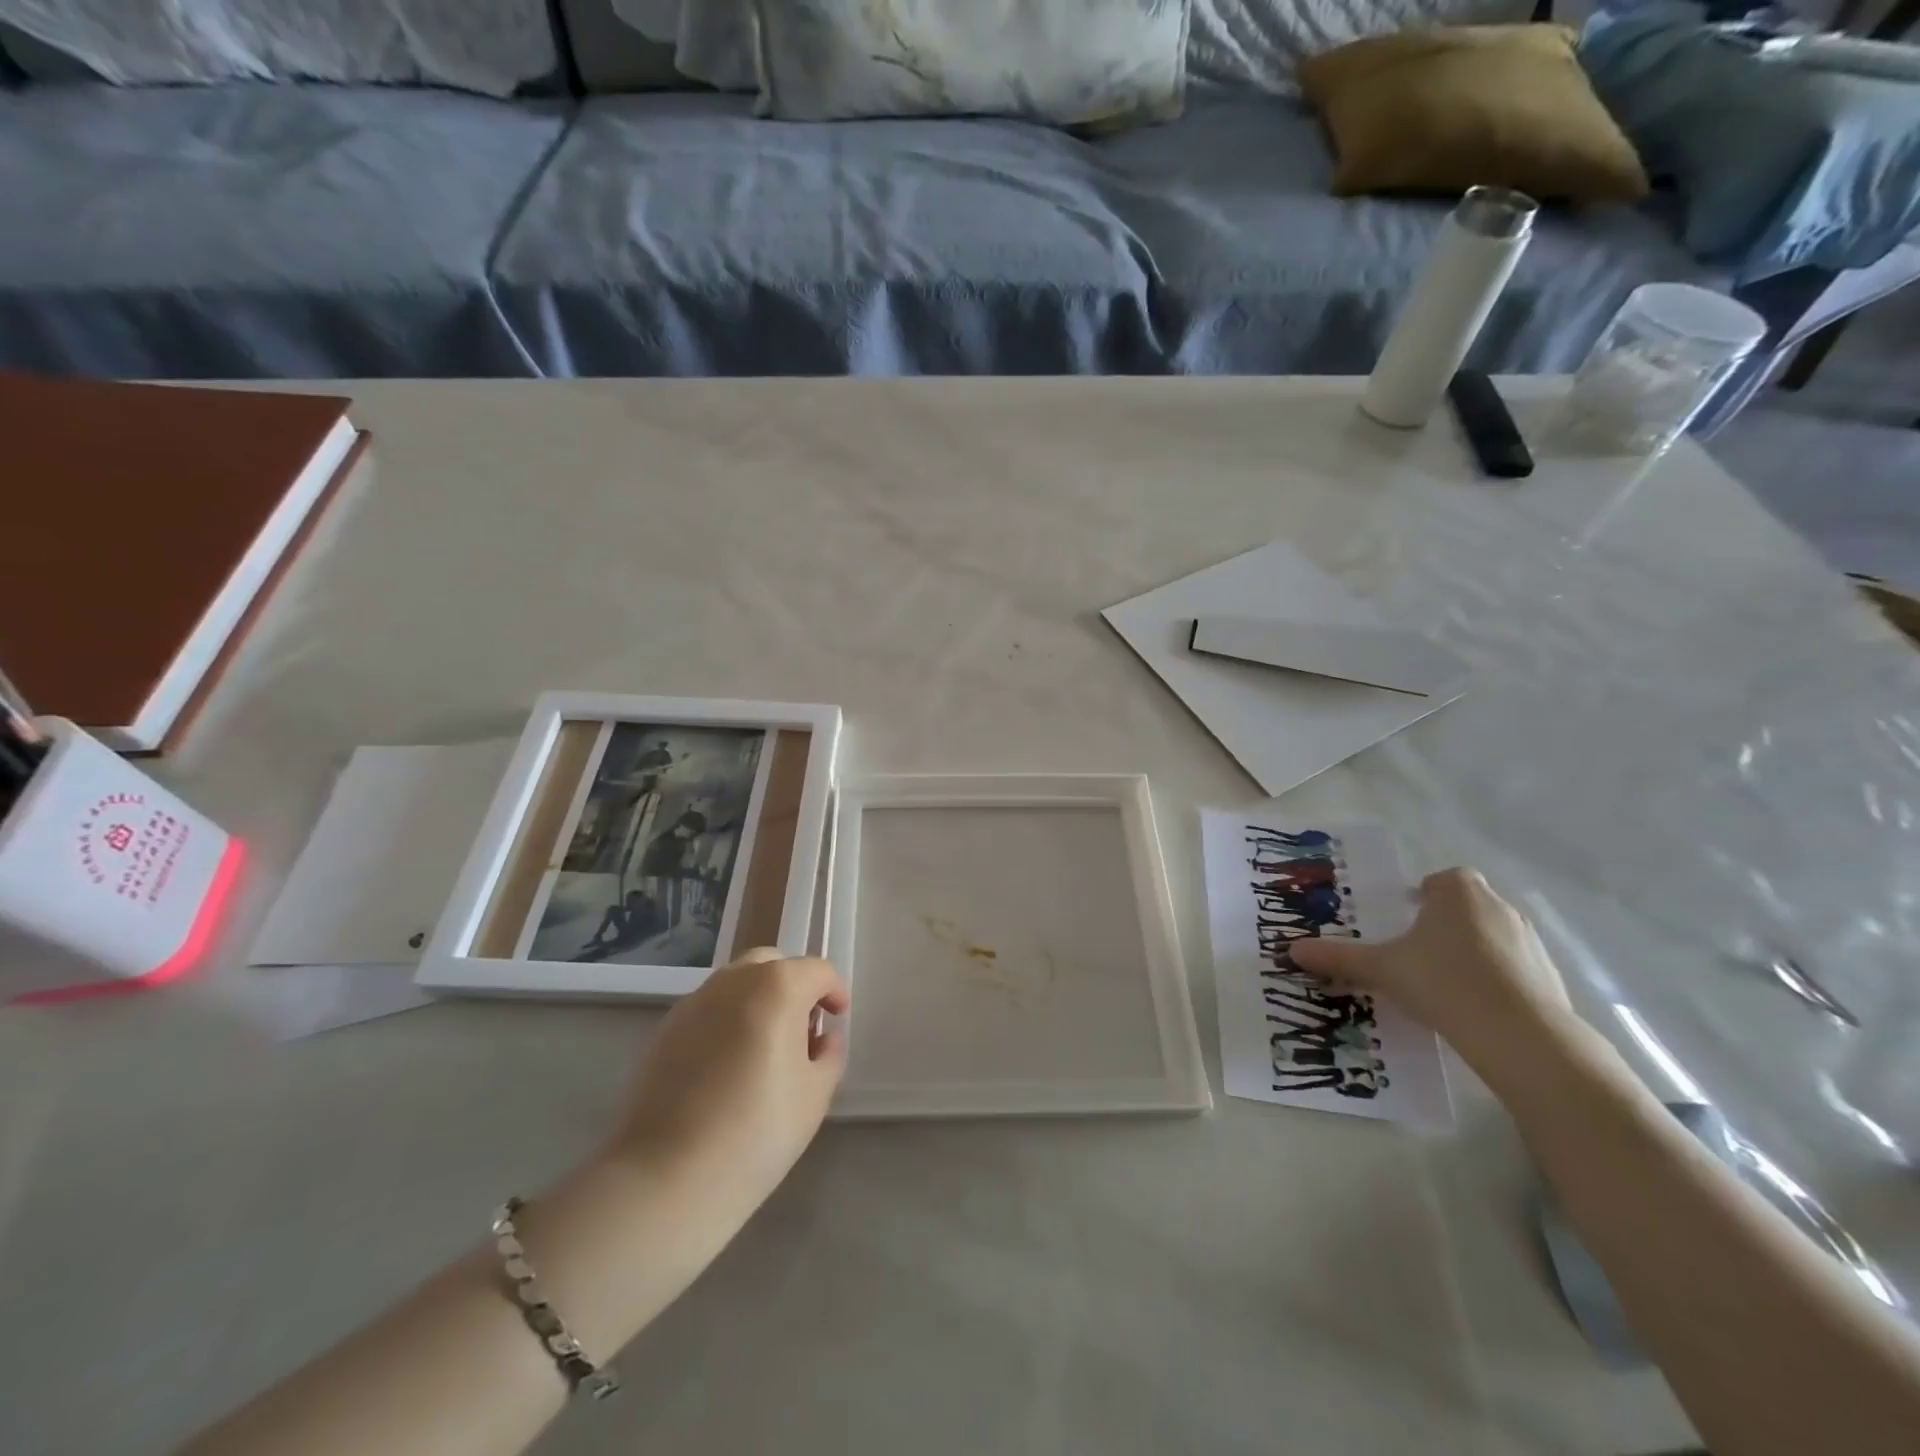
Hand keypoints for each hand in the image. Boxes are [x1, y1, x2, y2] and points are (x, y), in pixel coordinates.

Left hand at [605, 949, 849, 1221]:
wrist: (665, 1178)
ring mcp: (693, 1003)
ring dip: (757, 1002)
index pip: (817, 971)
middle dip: (793, 987)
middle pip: (772, 965)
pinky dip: (725, 1023)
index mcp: (777, 987)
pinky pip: (707, 1011)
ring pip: (736, 985)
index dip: (834, 991)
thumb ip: (829, 1056)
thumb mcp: (815, 1096)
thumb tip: (822, 1040)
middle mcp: (733, 981)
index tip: (837, 1020)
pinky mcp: (663, 1031)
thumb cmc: (756, 1132)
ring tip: (763, 1050)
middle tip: (801, 1029)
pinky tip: (726, 1069)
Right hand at [1289, 868, 1572, 1071]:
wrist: (1520, 1035)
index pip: (1441, 880)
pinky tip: (1473, 1008)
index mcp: (1458, 892)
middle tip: (1416, 952)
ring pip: (1492, 937)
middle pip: (1467, 906)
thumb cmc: (1442, 980)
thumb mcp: (1381, 968)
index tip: (1406, 920)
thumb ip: (1339, 957)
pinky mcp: (1550, 977)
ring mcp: (1530, 942)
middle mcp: (1498, 907)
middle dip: (1444, 924)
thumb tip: (1292, 950)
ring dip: (1471, 952)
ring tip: (1443, 984)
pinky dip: (1496, 980)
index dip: (1423, 896)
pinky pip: (1514, 969)